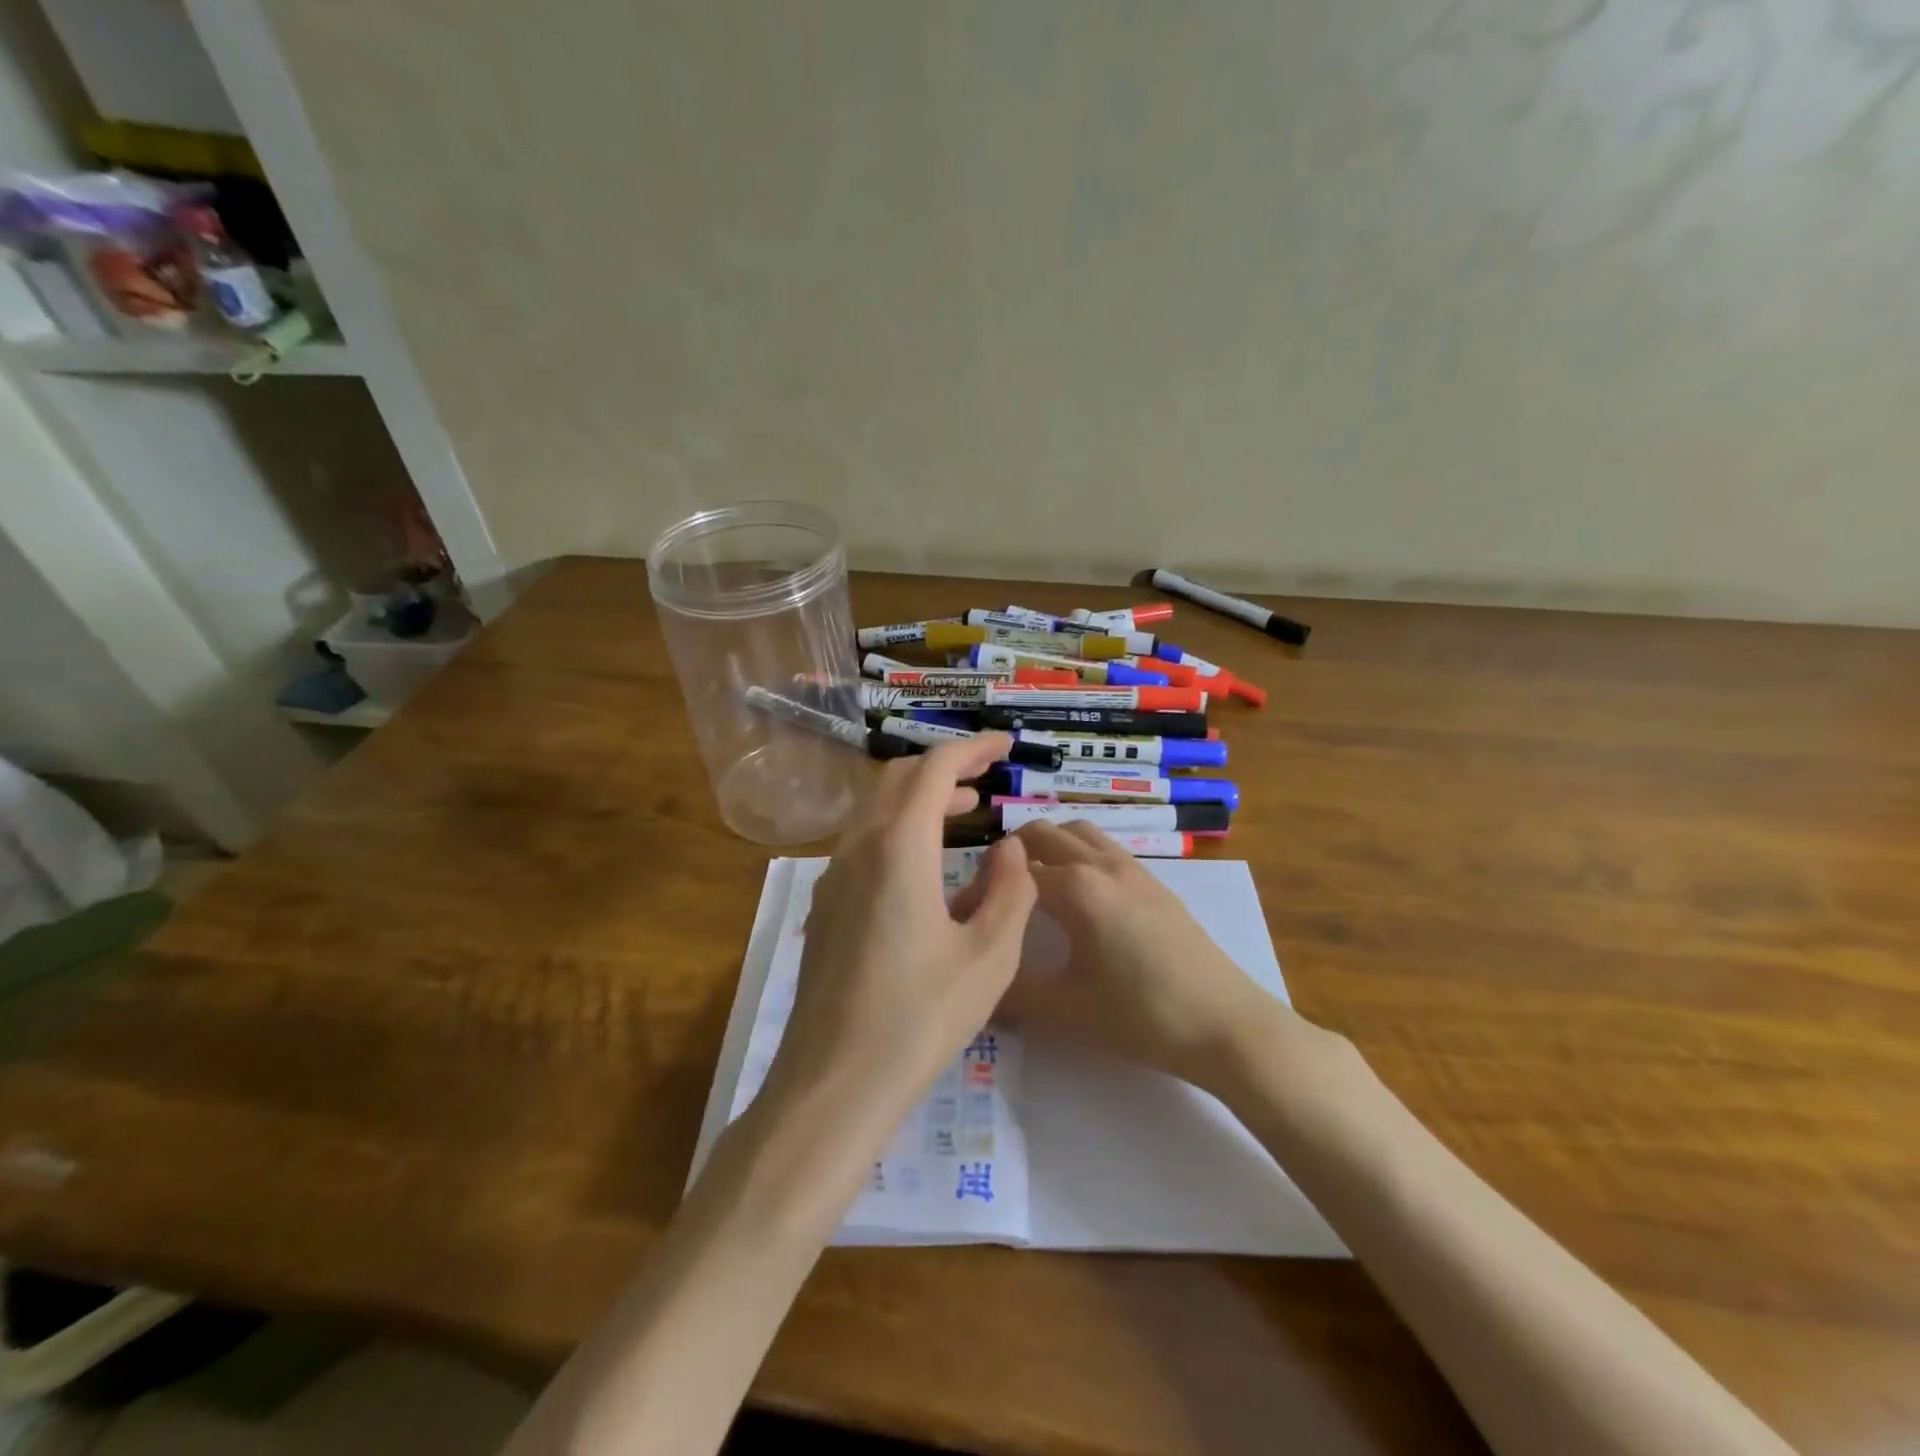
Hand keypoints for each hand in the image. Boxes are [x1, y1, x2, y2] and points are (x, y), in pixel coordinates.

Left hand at [759, 734, 1037, 1134]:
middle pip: (898, 780)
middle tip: (988, 774)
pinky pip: (864, 843)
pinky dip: (900, 830)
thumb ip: (1011, 890)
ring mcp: (833, 877)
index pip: (933, 770)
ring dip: (921, 799)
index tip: (1005, 745)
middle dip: (945, 767)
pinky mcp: (826, 906)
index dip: (972, 749)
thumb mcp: (989, 956)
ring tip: (967, 809)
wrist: (833, 1083)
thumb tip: (1010, 849)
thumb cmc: (920, 1018)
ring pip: (877, 811)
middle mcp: (857, 849)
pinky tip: (928, 866)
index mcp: (898, 849)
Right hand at [999, 820, 1295, 1090]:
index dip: (983, 888)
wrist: (1225, 1025)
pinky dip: (1080, 854)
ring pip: (1079, 833)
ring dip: (1049, 846)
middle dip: (1012, 853)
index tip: (969, 917)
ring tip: (1035, 886)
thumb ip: (1012, 992)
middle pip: (1044, 834)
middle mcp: (1101, 864)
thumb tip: (976, 982)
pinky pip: (1105, 848)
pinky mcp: (1156, 883)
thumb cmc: (1141, 1015)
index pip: (1012, 871)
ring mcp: (1133, 869)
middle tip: (997, 893)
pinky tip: (1081, 897)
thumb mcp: (1066, 1009)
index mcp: (1075, 887)